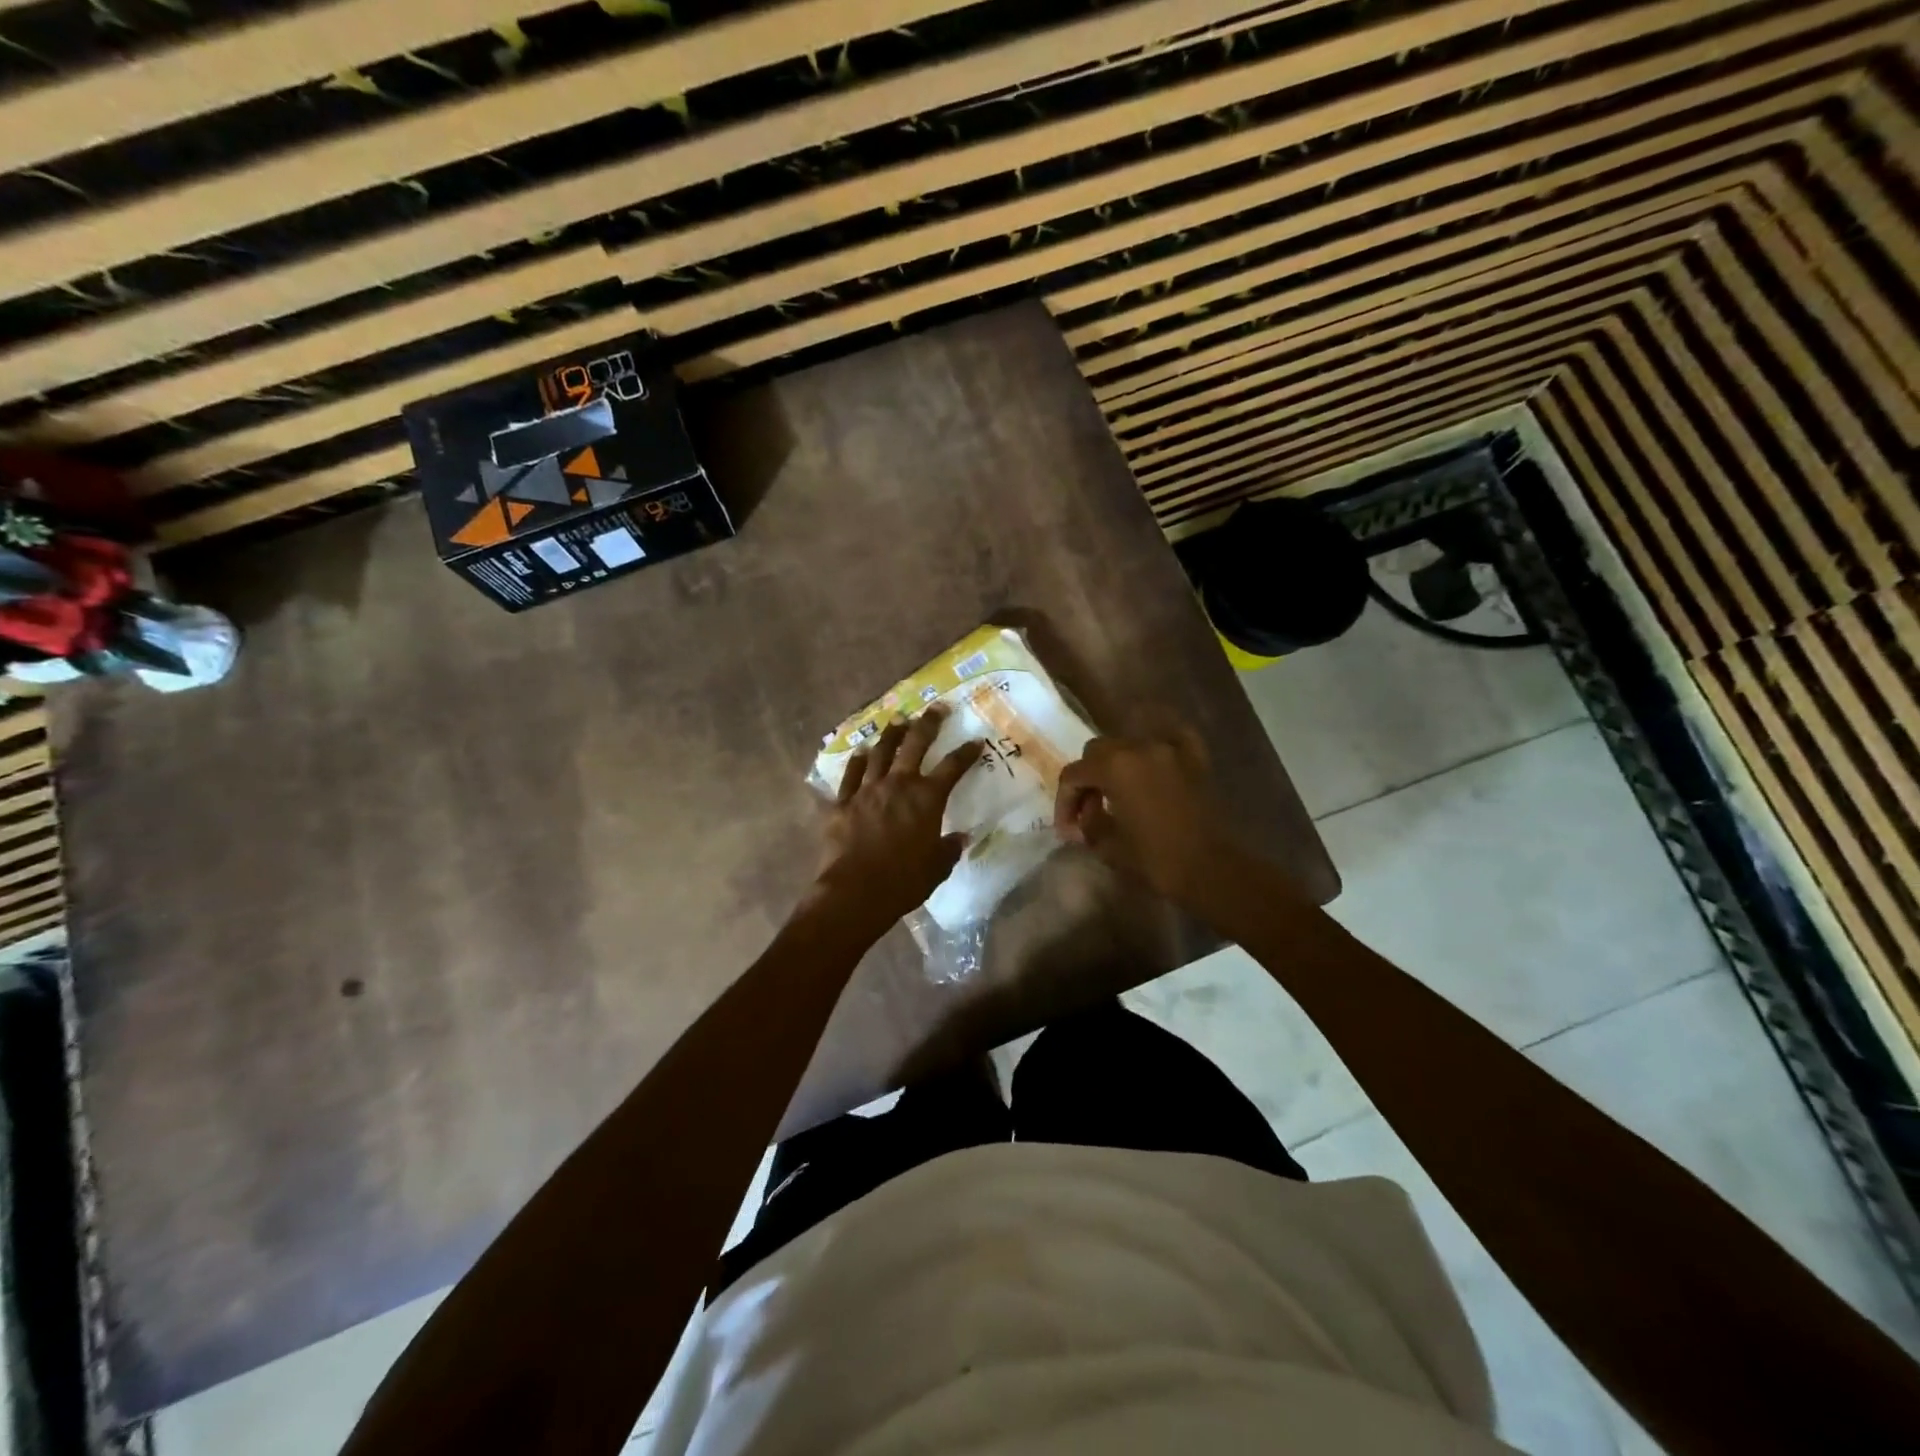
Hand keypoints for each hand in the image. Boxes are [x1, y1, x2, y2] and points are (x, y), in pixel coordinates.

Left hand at [813, 705, 982, 932]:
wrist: (855, 891)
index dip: (966, 752)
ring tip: (898, 721)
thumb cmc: (904, 881)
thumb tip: (960, 838)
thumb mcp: (937, 867)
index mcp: (927, 799)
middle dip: (928, 723)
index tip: (976, 740)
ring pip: (880, 752)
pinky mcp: (842, 803)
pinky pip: (851, 775)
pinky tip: (861, 752)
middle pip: (915, 745)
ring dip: (891, 735)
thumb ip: (949, 849)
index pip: (953, 767)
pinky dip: (858, 761)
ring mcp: (867, 790)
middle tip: (937, 708)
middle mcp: (898, 785)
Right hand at [1054, 725, 1242, 906]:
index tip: (1067, 829)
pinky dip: (1156, 743)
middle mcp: (1139, 746)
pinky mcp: (1195, 757)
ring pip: (1129, 743)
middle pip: (1098, 751)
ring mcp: (1170, 748)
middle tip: (1088, 809)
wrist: (1213, 870)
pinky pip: (1170, 735)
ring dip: (1116, 763)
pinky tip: (1151, 757)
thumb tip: (1086, 812)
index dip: (1064, 801)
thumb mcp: (1108, 845)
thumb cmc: (1156, 860)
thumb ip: (1088, 821)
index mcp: (1114, 766)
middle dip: (1087, 778)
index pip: (1074, 774)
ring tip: (1117, 791)